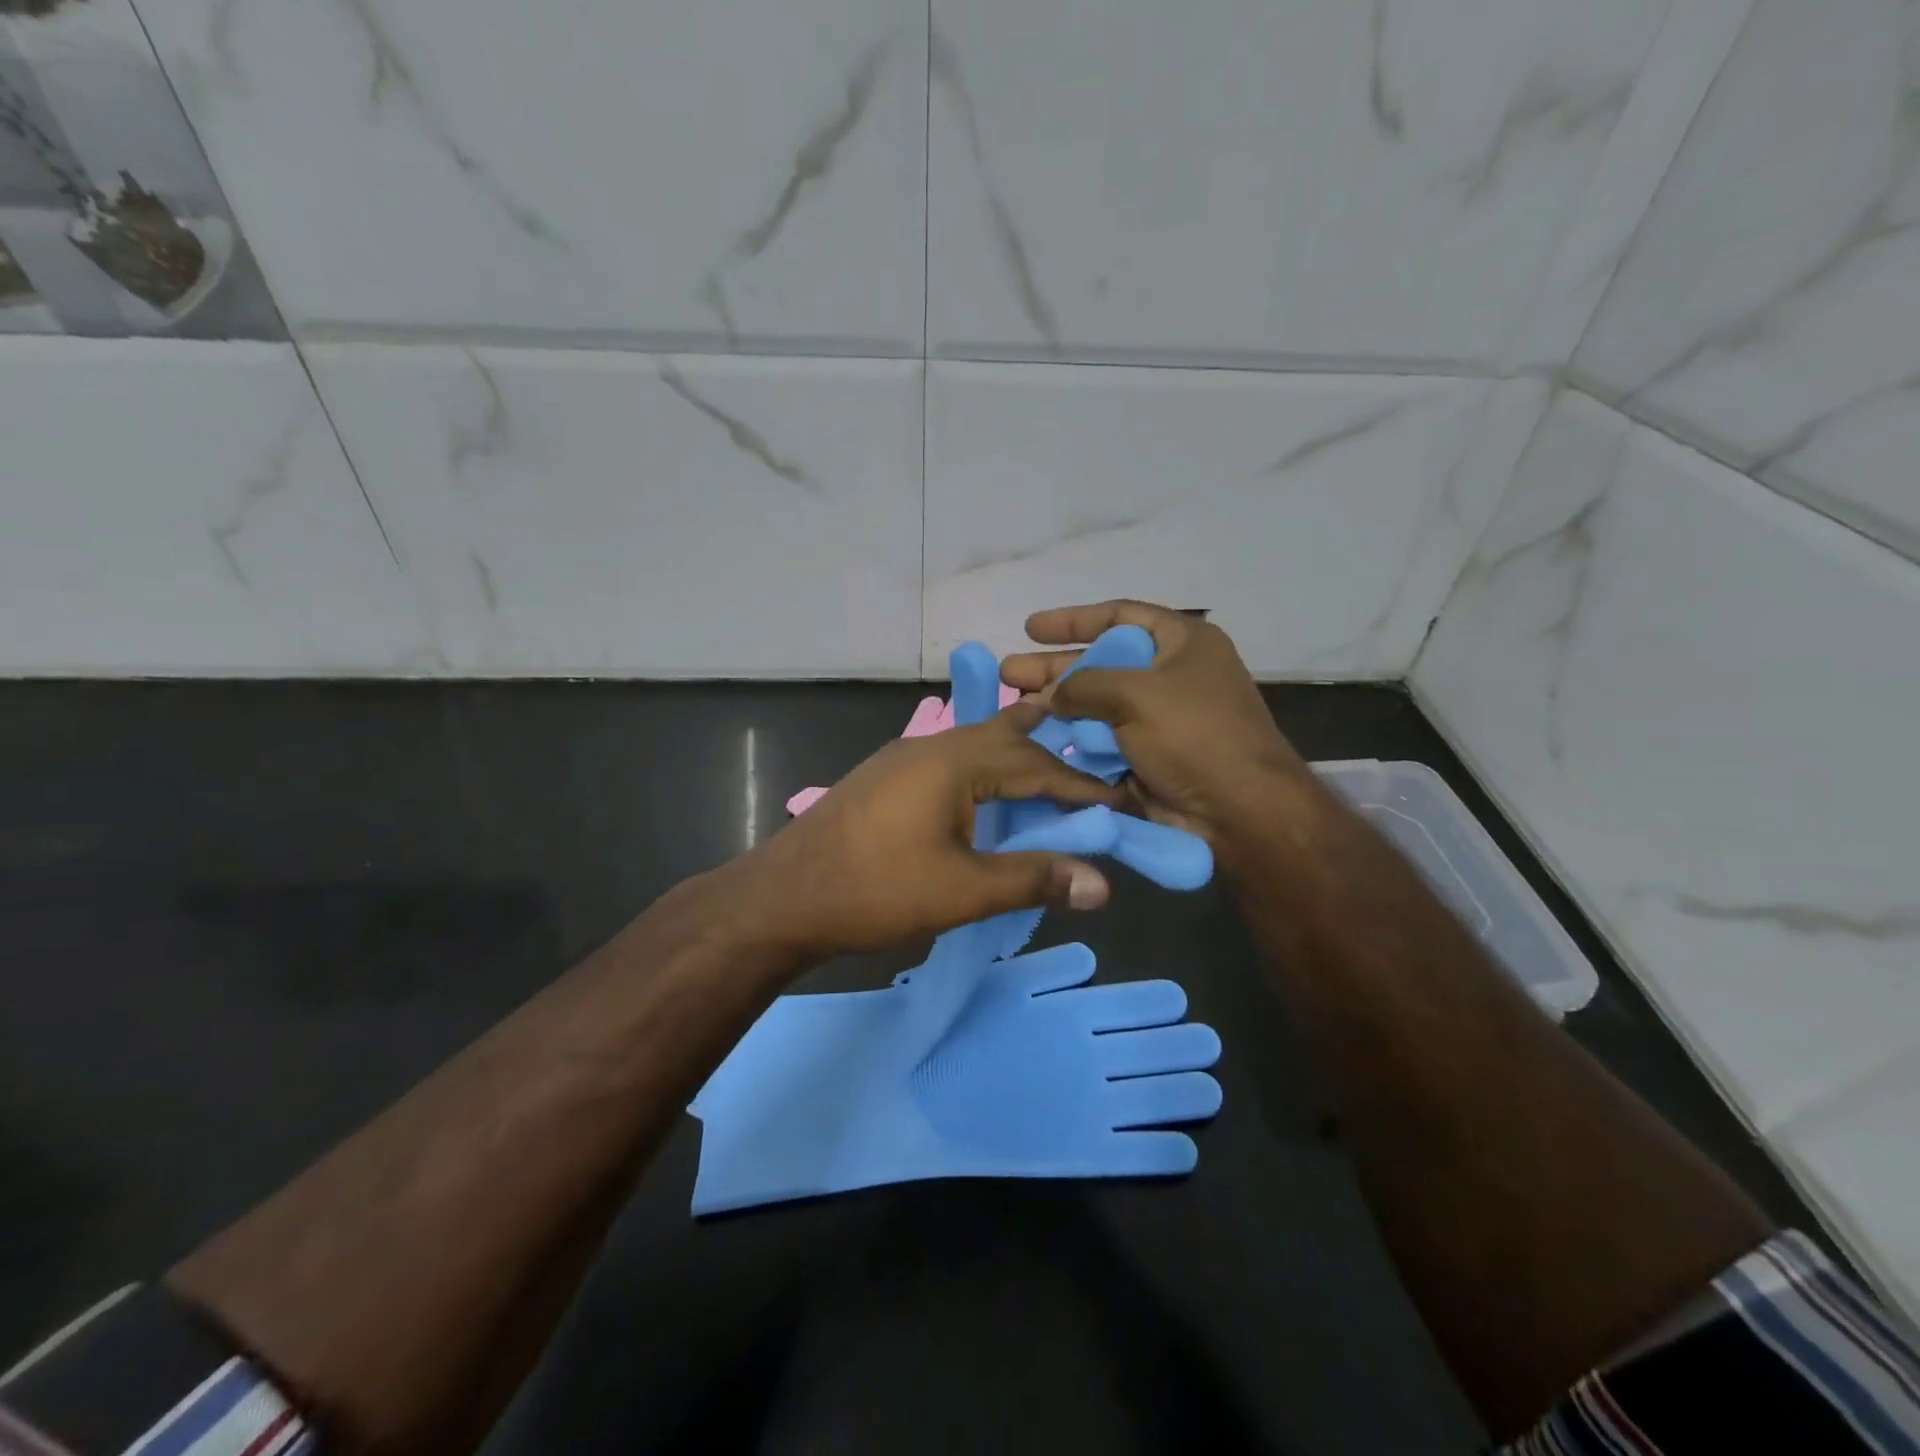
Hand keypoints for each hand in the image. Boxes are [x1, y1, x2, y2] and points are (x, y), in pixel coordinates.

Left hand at [729, 701, 1122, 958]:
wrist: (781, 897)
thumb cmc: (875, 891)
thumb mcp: (962, 891)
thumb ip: (1033, 880)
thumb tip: (1103, 884)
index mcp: (954, 761)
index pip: (1034, 764)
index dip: (1078, 785)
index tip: (1116, 801)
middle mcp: (929, 746)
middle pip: (1002, 737)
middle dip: (1047, 751)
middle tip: (1087, 763)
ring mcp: (900, 759)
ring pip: (972, 745)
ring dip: (1011, 755)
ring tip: (1044, 764)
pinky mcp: (883, 778)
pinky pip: (948, 761)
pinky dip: (981, 770)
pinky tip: (981, 791)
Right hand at [1001, 601, 1309, 847]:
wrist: (1238, 812)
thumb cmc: (1194, 735)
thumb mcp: (1136, 693)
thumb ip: (1083, 684)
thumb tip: (1049, 695)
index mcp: (1182, 643)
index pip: (1120, 616)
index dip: (1073, 620)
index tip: (1031, 628)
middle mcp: (1170, 676)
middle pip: (1100, 663)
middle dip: (1053, 669)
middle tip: (1009, 673)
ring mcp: (1158, 720)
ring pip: (1095, 706)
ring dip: (1056, 707)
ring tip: (1012, 707)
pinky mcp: (1146, 757)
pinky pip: (1101, 741)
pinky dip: (1072, 739)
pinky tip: (1035, 739)